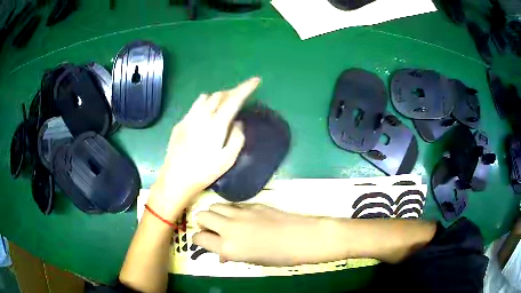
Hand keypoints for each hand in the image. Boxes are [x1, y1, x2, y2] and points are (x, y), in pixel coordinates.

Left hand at [148, 77, 260, 221]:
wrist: (176, 179)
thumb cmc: (204, 172)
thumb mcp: (228, 160)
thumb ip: (237, 138)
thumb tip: (238, 123)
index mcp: (216, 124)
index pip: (234, 99)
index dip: (246, 88)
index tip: (256, 80)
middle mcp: (201, 115)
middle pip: (219, 95)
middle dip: (232, 91)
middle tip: (240, 96)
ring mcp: (188, 117)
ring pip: (205, 97)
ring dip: (218, 97)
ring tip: (223, 104)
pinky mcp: (180, 123)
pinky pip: (195, 106)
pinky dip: (205, 105)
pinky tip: (205, 117)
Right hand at [193, 203, 323, 265]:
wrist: (302, 238)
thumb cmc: (279, 257)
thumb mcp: (251, 260)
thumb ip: (231, 255)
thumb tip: (222, 254)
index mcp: (227, 247)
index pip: (199, 238)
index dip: (197, 239)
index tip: (201, 241)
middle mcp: (228, 227)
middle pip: (201, 216)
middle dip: (202, 223)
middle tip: (211, 230)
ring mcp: (240, 213)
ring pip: (214, 206)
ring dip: (214, 214)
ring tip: (224, 222)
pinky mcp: (251, 204)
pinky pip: (232, 204)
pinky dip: (230, 210)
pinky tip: (241, 217)